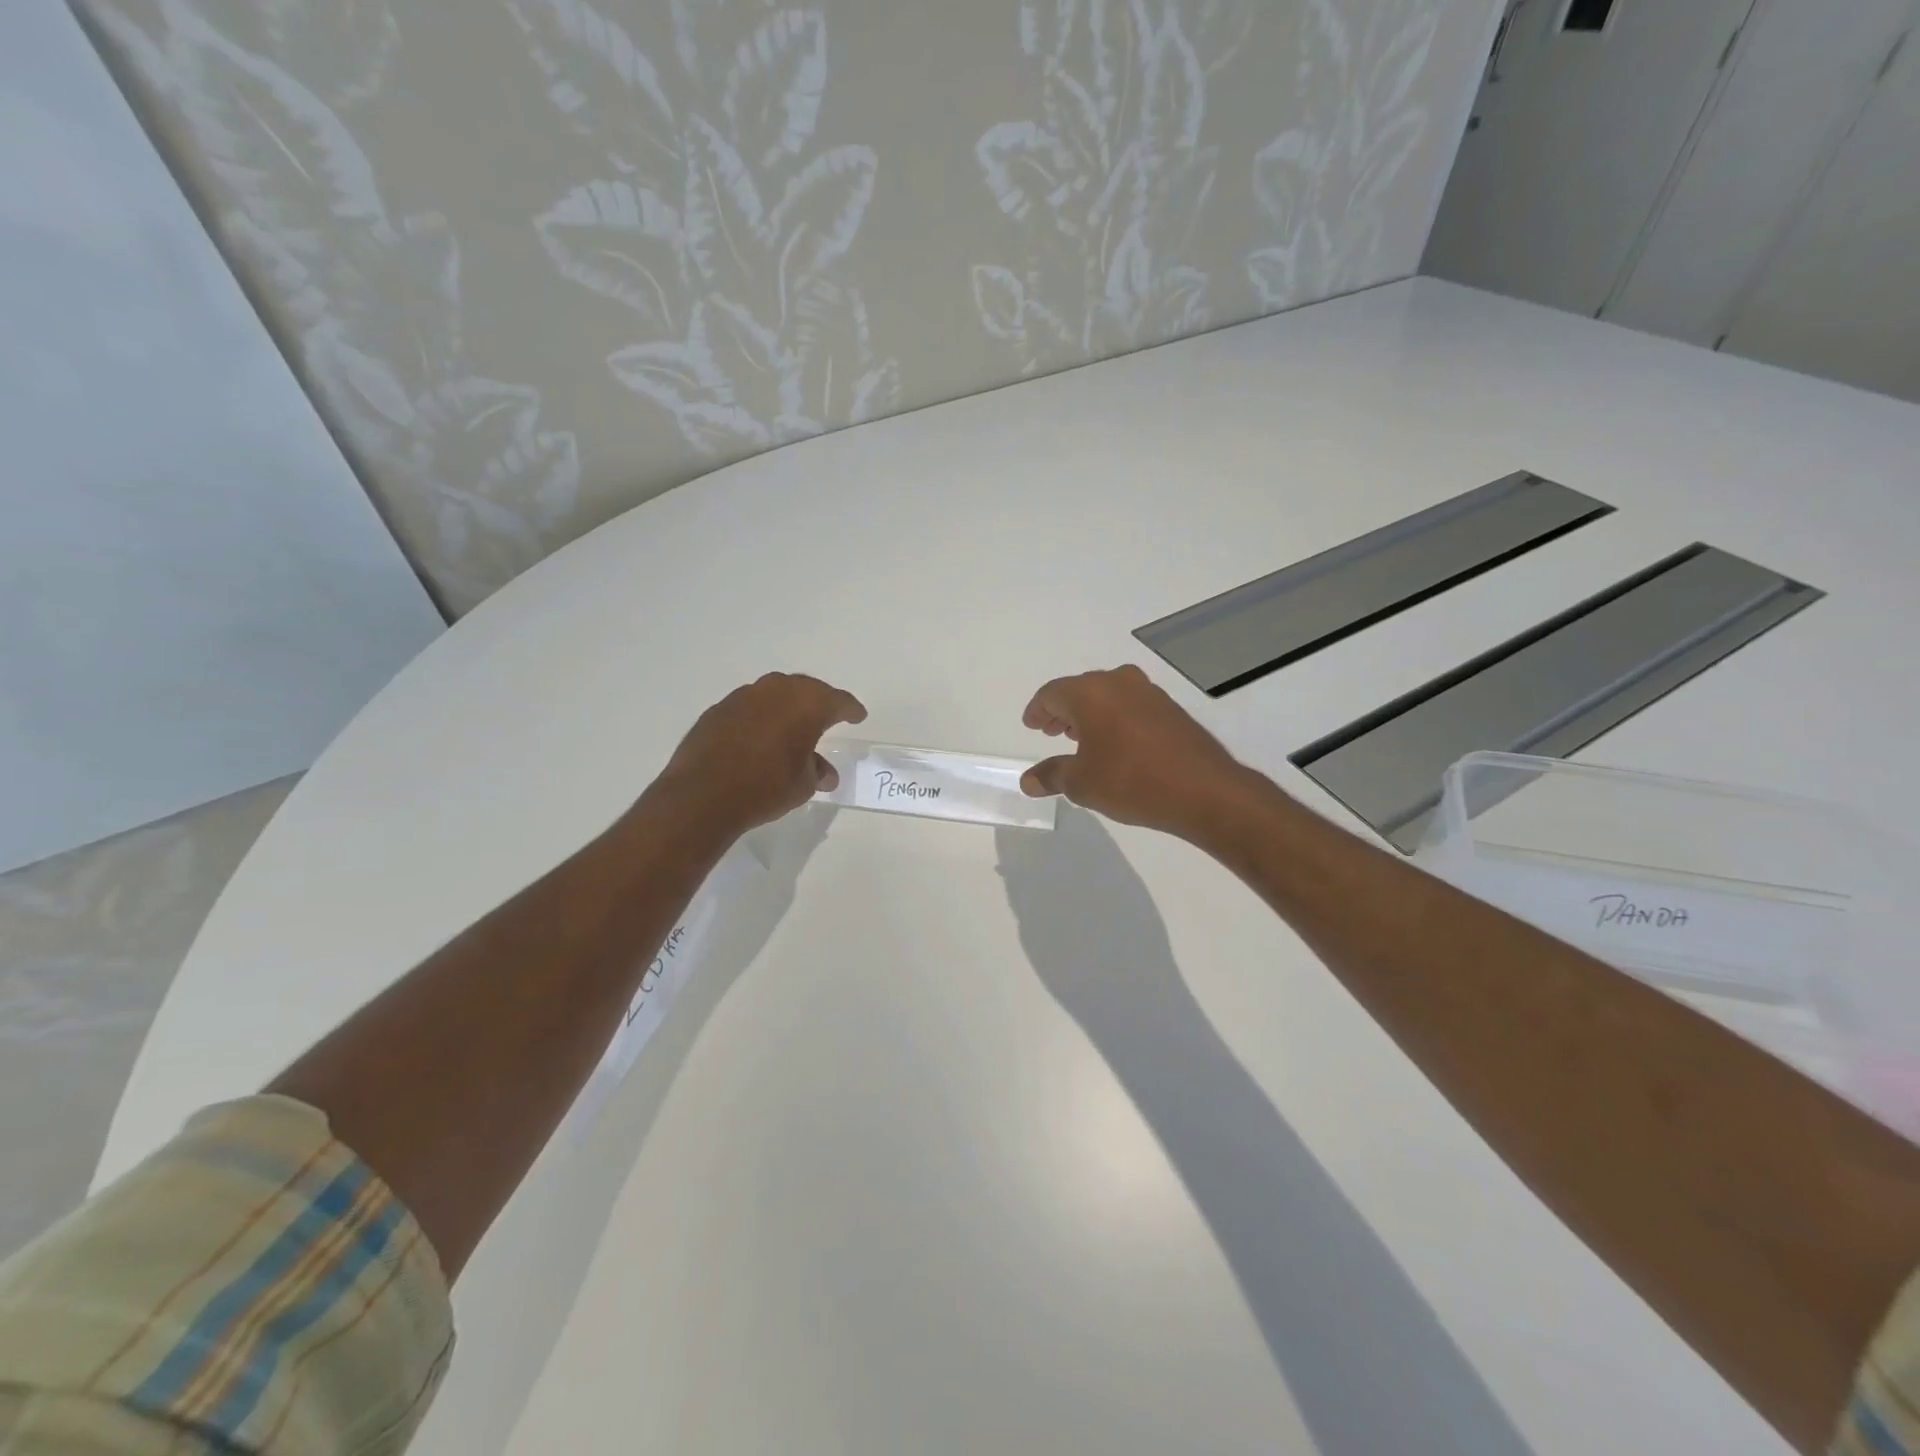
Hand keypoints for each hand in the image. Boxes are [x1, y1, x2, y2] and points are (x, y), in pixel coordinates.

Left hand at [658, 673, 866, 834]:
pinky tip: (760, 736)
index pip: (838, 701)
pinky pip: (749, 707)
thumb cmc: (766, 787)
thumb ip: (816, 771)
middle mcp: (777, 691)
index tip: (858, 716)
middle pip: (806, 689)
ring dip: (786, 707)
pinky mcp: (718, 710)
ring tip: (792, 727)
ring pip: (774, 694)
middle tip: (827, 716)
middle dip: (819, 702)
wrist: (703, 795)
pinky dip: (760, 717)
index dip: (851, 709)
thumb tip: (823, 773)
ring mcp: (743, 697)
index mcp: (807, 704)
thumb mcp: (803, 785)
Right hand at [1019, 665, 1250, 840]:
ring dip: (1090, 713)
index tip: (1031, 724)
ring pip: (1108, 695)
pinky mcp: (1171, 708)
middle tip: (1051, 731)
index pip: (1052, 694)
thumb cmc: (1131, 781)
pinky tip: (1116, 743)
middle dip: (1063, 711)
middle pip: (1080, 690)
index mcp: (1090, 693)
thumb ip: (1052, 776)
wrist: (1204, 790)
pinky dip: (1115, 718)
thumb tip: (1028, 781)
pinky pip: (1130, 705)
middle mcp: (1118, 682)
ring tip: (1080, 738)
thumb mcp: (1082, 783)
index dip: (1038, 710)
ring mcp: (1148, 692)